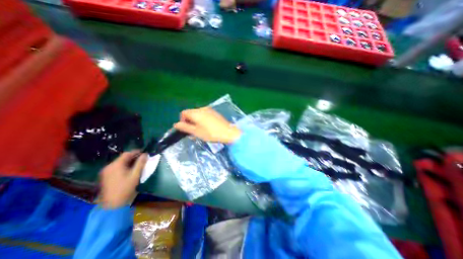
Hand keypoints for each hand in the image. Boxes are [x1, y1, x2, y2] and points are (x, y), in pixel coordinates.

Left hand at [99, 150, 146, 208]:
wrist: (112, 204)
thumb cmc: (125, 188)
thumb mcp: (135, 175)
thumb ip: (140, 163)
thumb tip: (145, 154)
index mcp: (116, 165)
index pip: (127, 154)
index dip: (136, 152)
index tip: (144, 153)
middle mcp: (109, 166)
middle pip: (122, 158)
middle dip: (133, 157)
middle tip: (142, 159)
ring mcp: (106, 172)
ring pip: (119, 163)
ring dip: (129, 162)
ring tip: (138, 164)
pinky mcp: (105, 176)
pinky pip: (116, 167)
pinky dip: (124, 166)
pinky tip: (129, 170)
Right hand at [171, 106, 240, 144]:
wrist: (228, 132)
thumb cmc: (211, 133)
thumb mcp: (196, 132)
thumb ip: (185, 127)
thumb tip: (176, 124)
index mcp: (196, 112)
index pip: (184, 113)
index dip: (182, 120)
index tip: (186, 129)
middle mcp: (202, 108)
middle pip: (191, 113)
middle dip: (189, 122)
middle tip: (193, 132)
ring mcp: (209, 110)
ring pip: (198, 114)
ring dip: (196, 121)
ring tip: (200, 131)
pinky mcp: (215, 113)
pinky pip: (205, 114)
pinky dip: (202, 120)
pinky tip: (207, 127)